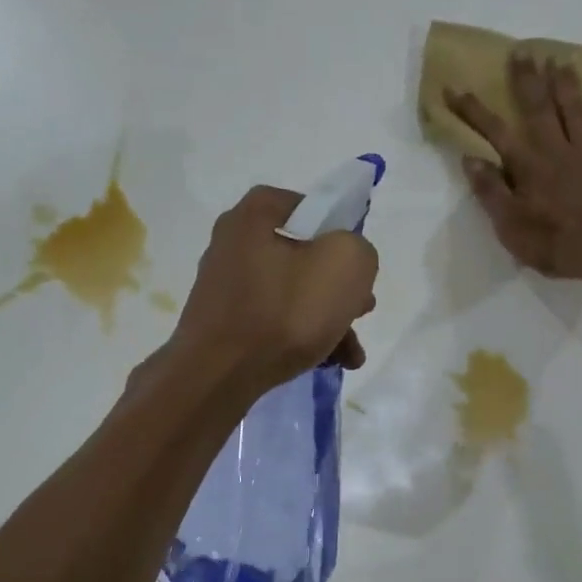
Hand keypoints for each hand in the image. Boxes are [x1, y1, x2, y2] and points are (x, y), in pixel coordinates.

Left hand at [171, 185, 378, 396]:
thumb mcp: (345, 265)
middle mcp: (233, 244)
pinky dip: (302, 336)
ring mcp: (226, 287)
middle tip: (362, 308)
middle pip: (303, 254)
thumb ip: (359, 249)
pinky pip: (274, 321)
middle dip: (339, 285)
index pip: (305, 205)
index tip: (355, 261)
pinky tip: (329, 362)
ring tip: (352, 352)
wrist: (220, 376)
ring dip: (328, 318)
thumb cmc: (284, 312)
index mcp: (253, 216)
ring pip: (293, 293)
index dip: (337, 229)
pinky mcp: (224, 324)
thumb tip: (349, 260)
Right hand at [446, 56, 581, 281]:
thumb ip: (491, 191)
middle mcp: (557, 152)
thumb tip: (470, 159)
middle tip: (522, 51)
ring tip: (560, 60)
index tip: (453, 88)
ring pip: (576, 113)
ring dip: (567, 86)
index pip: (495, 133)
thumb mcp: (510, 226)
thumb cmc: (555, 243)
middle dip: (527, 80)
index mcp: (528, 167)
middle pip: (539, 110)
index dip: (473, 111)